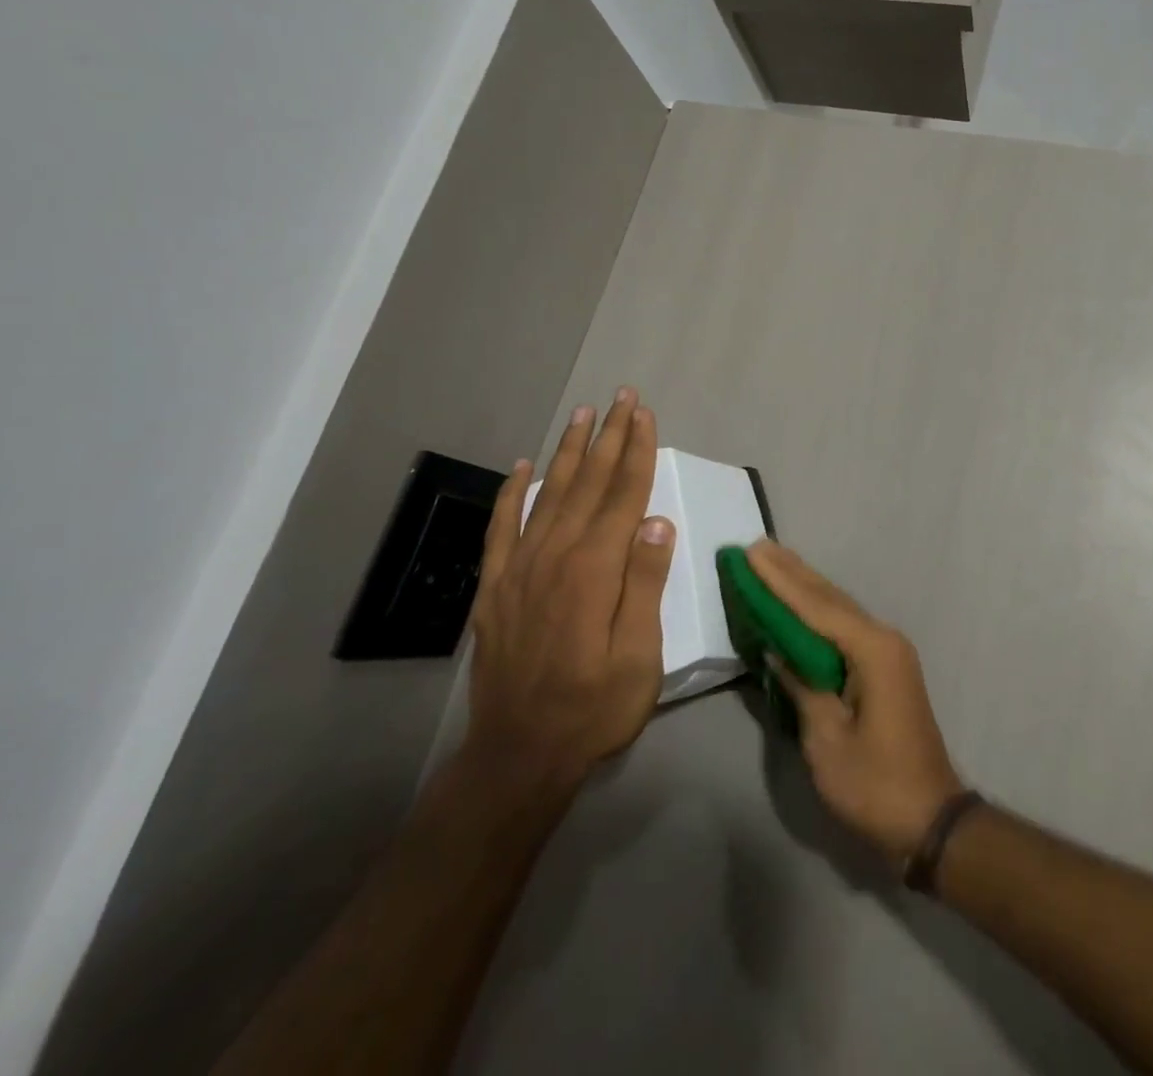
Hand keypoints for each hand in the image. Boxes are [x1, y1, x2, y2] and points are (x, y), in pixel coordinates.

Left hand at [463, 388, 674, 791]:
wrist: (518, 754)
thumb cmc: (593, 708)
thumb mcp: (639, 656)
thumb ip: (645, 584)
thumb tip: (657, 522)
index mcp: (595, 569)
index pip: (623, 495)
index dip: (637, 451)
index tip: (645, 414)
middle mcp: (555, 555)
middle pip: (588, 483)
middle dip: (608, 437)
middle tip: (620, 397)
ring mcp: (519, 568)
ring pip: (548, 494)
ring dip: (568, 451)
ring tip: (582, 415)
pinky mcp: (495, 587)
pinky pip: (502, 526)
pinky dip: (512, 492)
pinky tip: (522, 466)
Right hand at [748, 541, 965, 865]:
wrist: (930, 819)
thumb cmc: (876, 784)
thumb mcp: (827, 740)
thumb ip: (802, 687)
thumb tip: (778, 651)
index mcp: (872, 650)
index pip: (817, 606)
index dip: (780, 580)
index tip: (752, 552)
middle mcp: (883, 639)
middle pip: (830, 598)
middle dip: (791, 572)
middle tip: (757, 546)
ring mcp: (888, 651)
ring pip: (839, 609)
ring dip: (804, 586)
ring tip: (772, 561)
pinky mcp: (884, 667)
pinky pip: (844, 628)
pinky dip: (818, 612)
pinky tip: (800, 603)